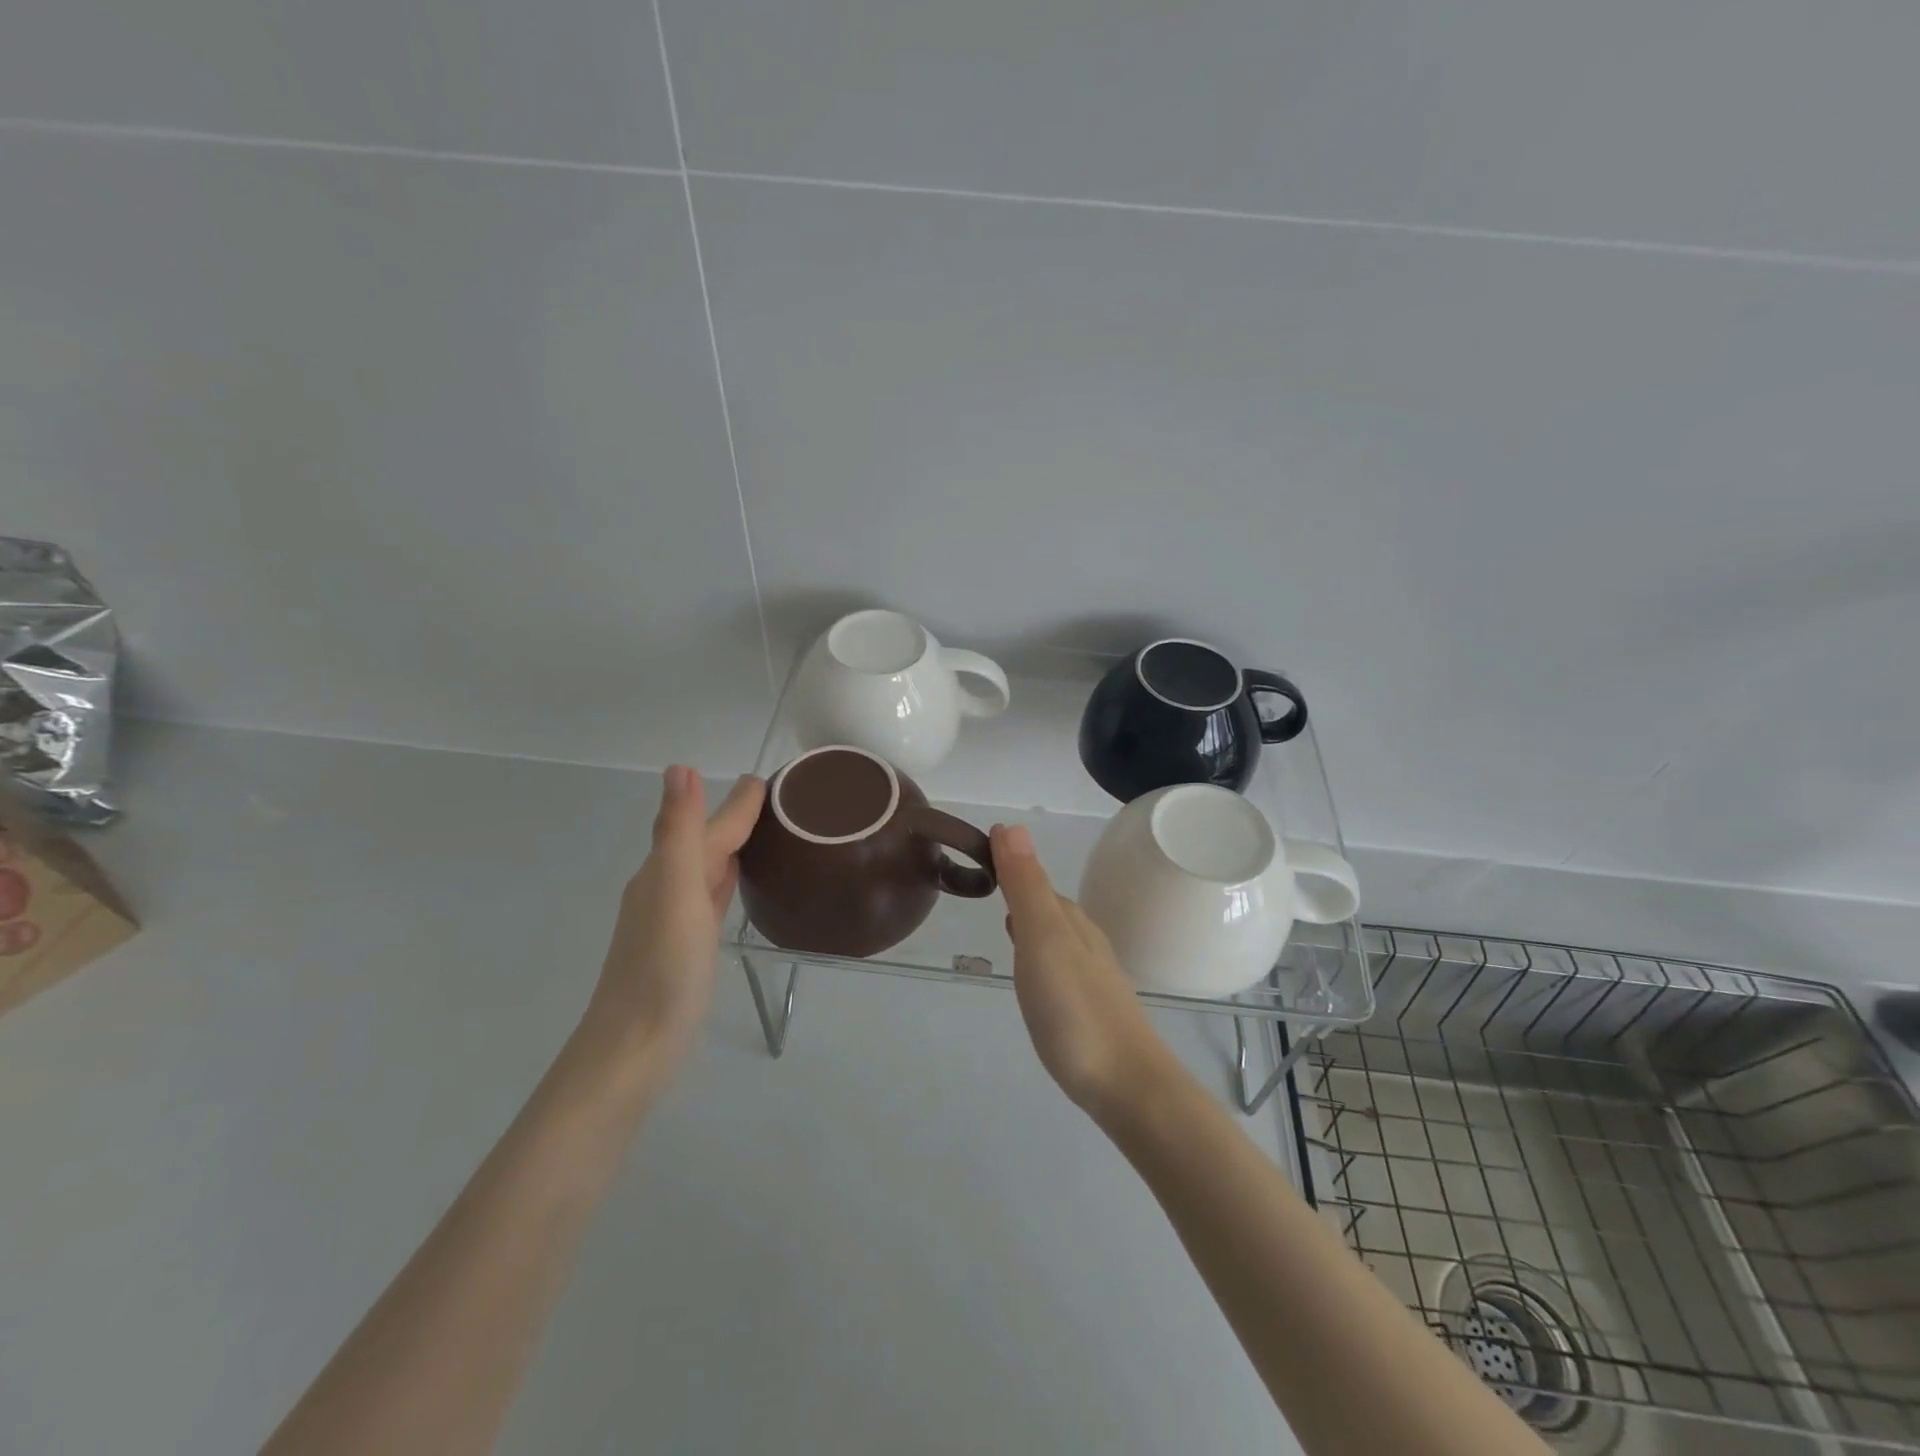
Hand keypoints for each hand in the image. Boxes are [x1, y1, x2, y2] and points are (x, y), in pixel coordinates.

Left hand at [580, 765, 765, 1071]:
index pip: (711, 826)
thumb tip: (680, 768)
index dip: (739, 803)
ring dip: (731, 846)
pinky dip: (725, 879)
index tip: (771, 779)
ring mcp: (673, 919)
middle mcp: (665, 887)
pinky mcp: (684, 946)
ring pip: (707, 867)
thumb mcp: (675, 892)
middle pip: (707, 841)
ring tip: (765, 831)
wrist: (634, 1048)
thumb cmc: (662, 969)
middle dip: (736, 818)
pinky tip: (735, 881)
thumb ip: (679, 831)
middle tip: (780, 800)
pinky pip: (710, 896)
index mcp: (666, 871)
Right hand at [991, 823, 1180, 1118]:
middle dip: (1021, 889)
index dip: (1008, 862)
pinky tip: (1035, 970)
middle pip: (1048, 904)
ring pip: (1056, 934)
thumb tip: (1010, 825)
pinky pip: (1060, 963)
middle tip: (986, 881)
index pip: (1034, 878)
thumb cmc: (1075, 1009)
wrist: (1128, 1086)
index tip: (977, 853)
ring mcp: (1091, 975)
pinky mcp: (1091, 1006)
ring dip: (1032, 921)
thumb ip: (1026, 886)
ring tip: (1006, 919)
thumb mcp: (1042, 940)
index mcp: (1070, 920)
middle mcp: (1084, 940)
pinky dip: (1041, 954)